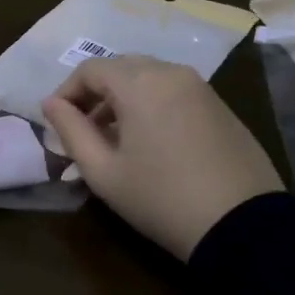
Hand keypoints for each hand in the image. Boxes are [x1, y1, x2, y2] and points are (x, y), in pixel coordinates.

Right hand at [42, 56, 284, 260]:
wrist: (243, 226)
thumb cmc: (161, 198)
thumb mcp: (103, 171)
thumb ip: (70, 131)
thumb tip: (51, 104)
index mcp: (139, 82)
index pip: (90, 69)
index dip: (67, 92)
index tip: (57, 122)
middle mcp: (171, 72)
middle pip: (120, 68)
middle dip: (95, 93)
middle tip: (83, 130)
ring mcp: (201, 87)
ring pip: (149, 78)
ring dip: (123, 99)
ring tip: (114, 139)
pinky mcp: (221, 106)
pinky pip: (174, 92)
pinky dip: (152, 104)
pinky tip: (151, 142)